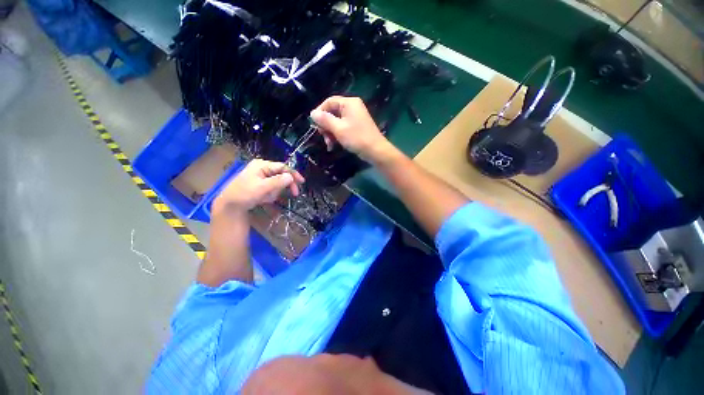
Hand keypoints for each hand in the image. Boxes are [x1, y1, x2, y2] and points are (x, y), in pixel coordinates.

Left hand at [213, 159, 304, 214]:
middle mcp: (262, 168)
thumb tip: (291, 177)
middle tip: (293, 194)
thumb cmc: (244, 194)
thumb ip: (277, 182)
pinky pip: (272, 188)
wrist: (230, 206)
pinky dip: (271, 194)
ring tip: (266, 198)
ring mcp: (260, 176)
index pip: (282, 167)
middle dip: (283, 186)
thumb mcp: (262, 188)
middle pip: (281, 175)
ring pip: (277, 183)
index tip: (301, 182)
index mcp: (262, 165)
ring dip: (275, 192)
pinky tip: (264, 199)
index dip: (293, 174)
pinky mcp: (260, 184)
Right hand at [310, 96, 395, 163]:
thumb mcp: (338, 129)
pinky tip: (334, 146)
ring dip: (330, 133)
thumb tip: (312, 113)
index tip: (314, 124)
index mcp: (349, 103)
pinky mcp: (357, 127)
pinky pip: (343, 128)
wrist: (375, 151)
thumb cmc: (356, 138)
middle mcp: (352, 107)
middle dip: (326, 126)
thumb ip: (324, 120)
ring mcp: (355, 117)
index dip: (320, 112)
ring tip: (329, 145)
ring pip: (337, 122)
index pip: (329, 102)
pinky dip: (337, 135)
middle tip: (323, 137)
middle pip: (332, 113)